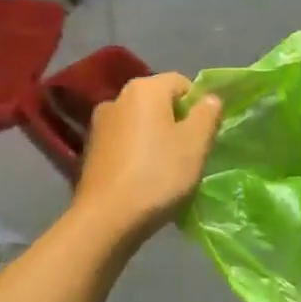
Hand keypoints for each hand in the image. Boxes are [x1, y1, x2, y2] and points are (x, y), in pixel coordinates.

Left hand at [75, 73, 222, 240]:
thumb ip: (208, 113)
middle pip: (159, 103)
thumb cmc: (158, 174)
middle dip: (177, 123)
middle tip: (190, 154)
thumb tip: (209, 98)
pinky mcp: (91, 150)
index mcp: (144, 89)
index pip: (182, 83)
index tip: (204, 135)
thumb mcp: (196, 143)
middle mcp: (117, 98)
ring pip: (141, 124)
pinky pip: (125, 143)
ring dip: (156, 139)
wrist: (107, 218)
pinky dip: (137, 154)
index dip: (199, 106)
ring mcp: (100, 125)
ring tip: (167, 170)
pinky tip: (144, 179)